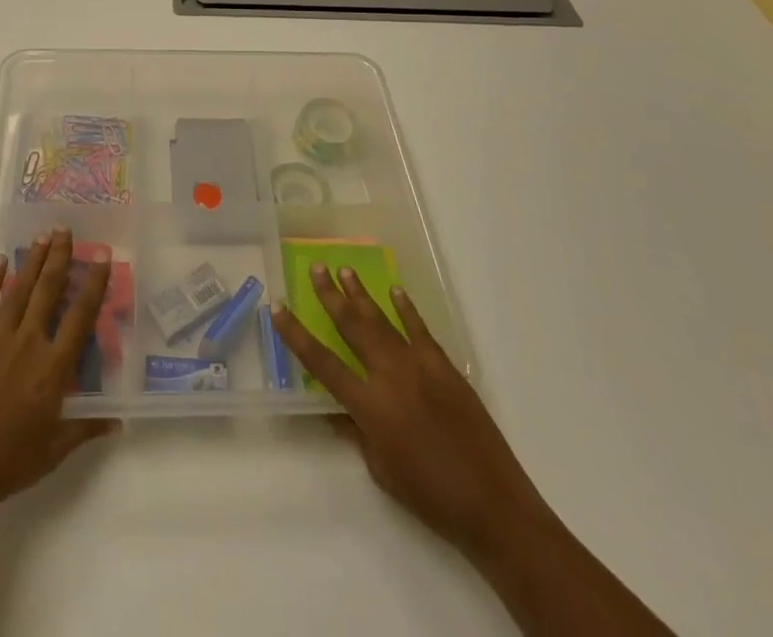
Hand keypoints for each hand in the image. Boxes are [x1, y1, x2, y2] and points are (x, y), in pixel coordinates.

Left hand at [0, 228, 120, 529]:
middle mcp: (28, 343)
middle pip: (48, 290)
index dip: (94, 284)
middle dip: (60, 257)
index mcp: (53, 369)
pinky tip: (1, 261)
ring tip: (44, 236)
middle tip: (65, 230)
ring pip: (20, 290)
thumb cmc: (4, 466)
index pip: (80, 316)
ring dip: (33, 261)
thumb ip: (85, 429)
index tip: (102, 256)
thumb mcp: (52, 452)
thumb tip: (117, 422)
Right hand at [272, 264, 549, 560]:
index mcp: (370, 405)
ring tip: (344, 269)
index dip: (297, 336)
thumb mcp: (382, 470)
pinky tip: (395, 291)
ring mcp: (420, 366)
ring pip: (383, 320)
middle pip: (353, 327)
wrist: (493, 504)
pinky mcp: (445, 367)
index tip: (279, 308)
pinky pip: (420, 329)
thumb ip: (356, 432)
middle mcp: (390, 375)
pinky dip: (406, 309)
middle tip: (316, 269)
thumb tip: (333, 409)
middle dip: (331, 296)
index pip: (323, 363)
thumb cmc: (430, 496)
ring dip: (361, 294)